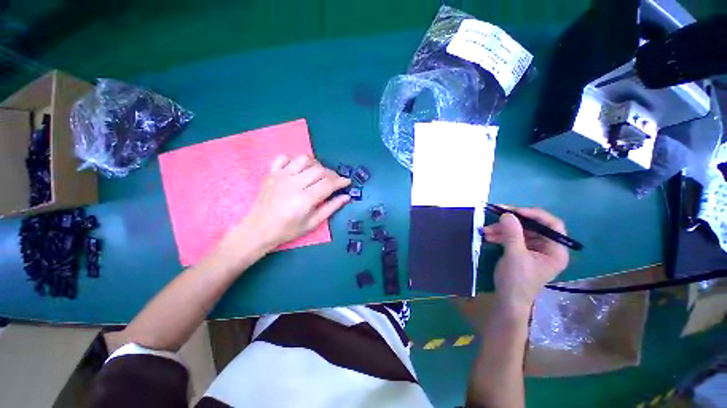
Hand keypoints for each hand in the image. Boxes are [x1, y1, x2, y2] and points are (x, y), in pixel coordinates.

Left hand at [228, 155, 350, 251]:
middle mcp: (293, 183)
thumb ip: (331, 208)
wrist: (258, 229)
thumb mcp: (312, 223)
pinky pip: (284, 157)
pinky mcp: (271, 173)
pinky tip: (300, 168)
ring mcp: (281, 176)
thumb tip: (346, 197)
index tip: (347, 182)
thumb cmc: (287, 230)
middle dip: (332, 174)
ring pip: (304, 160)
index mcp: (304, 199)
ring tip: (319, 173)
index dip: (341, 181)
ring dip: (316, 164)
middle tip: (335, 181)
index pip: (328, 183)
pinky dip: (295, 159)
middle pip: (319, 170)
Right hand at [481, 207, 568, 310]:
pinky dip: (501, 236)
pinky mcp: (522, 252)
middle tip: (494, 217)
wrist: (507, 299)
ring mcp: (534, 250)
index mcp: (555, 250)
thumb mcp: (514, 256)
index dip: (534, 215)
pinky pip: (513, 238)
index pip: (552, 224)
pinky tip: (488, 236)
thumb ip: (512, 233)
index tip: (513, 211)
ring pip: (520, 231)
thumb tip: (506, 213)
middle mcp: (547, 247)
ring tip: (485, 231)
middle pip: (533, 226)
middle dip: (512, 223)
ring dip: (502, 229)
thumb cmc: (516, 280)